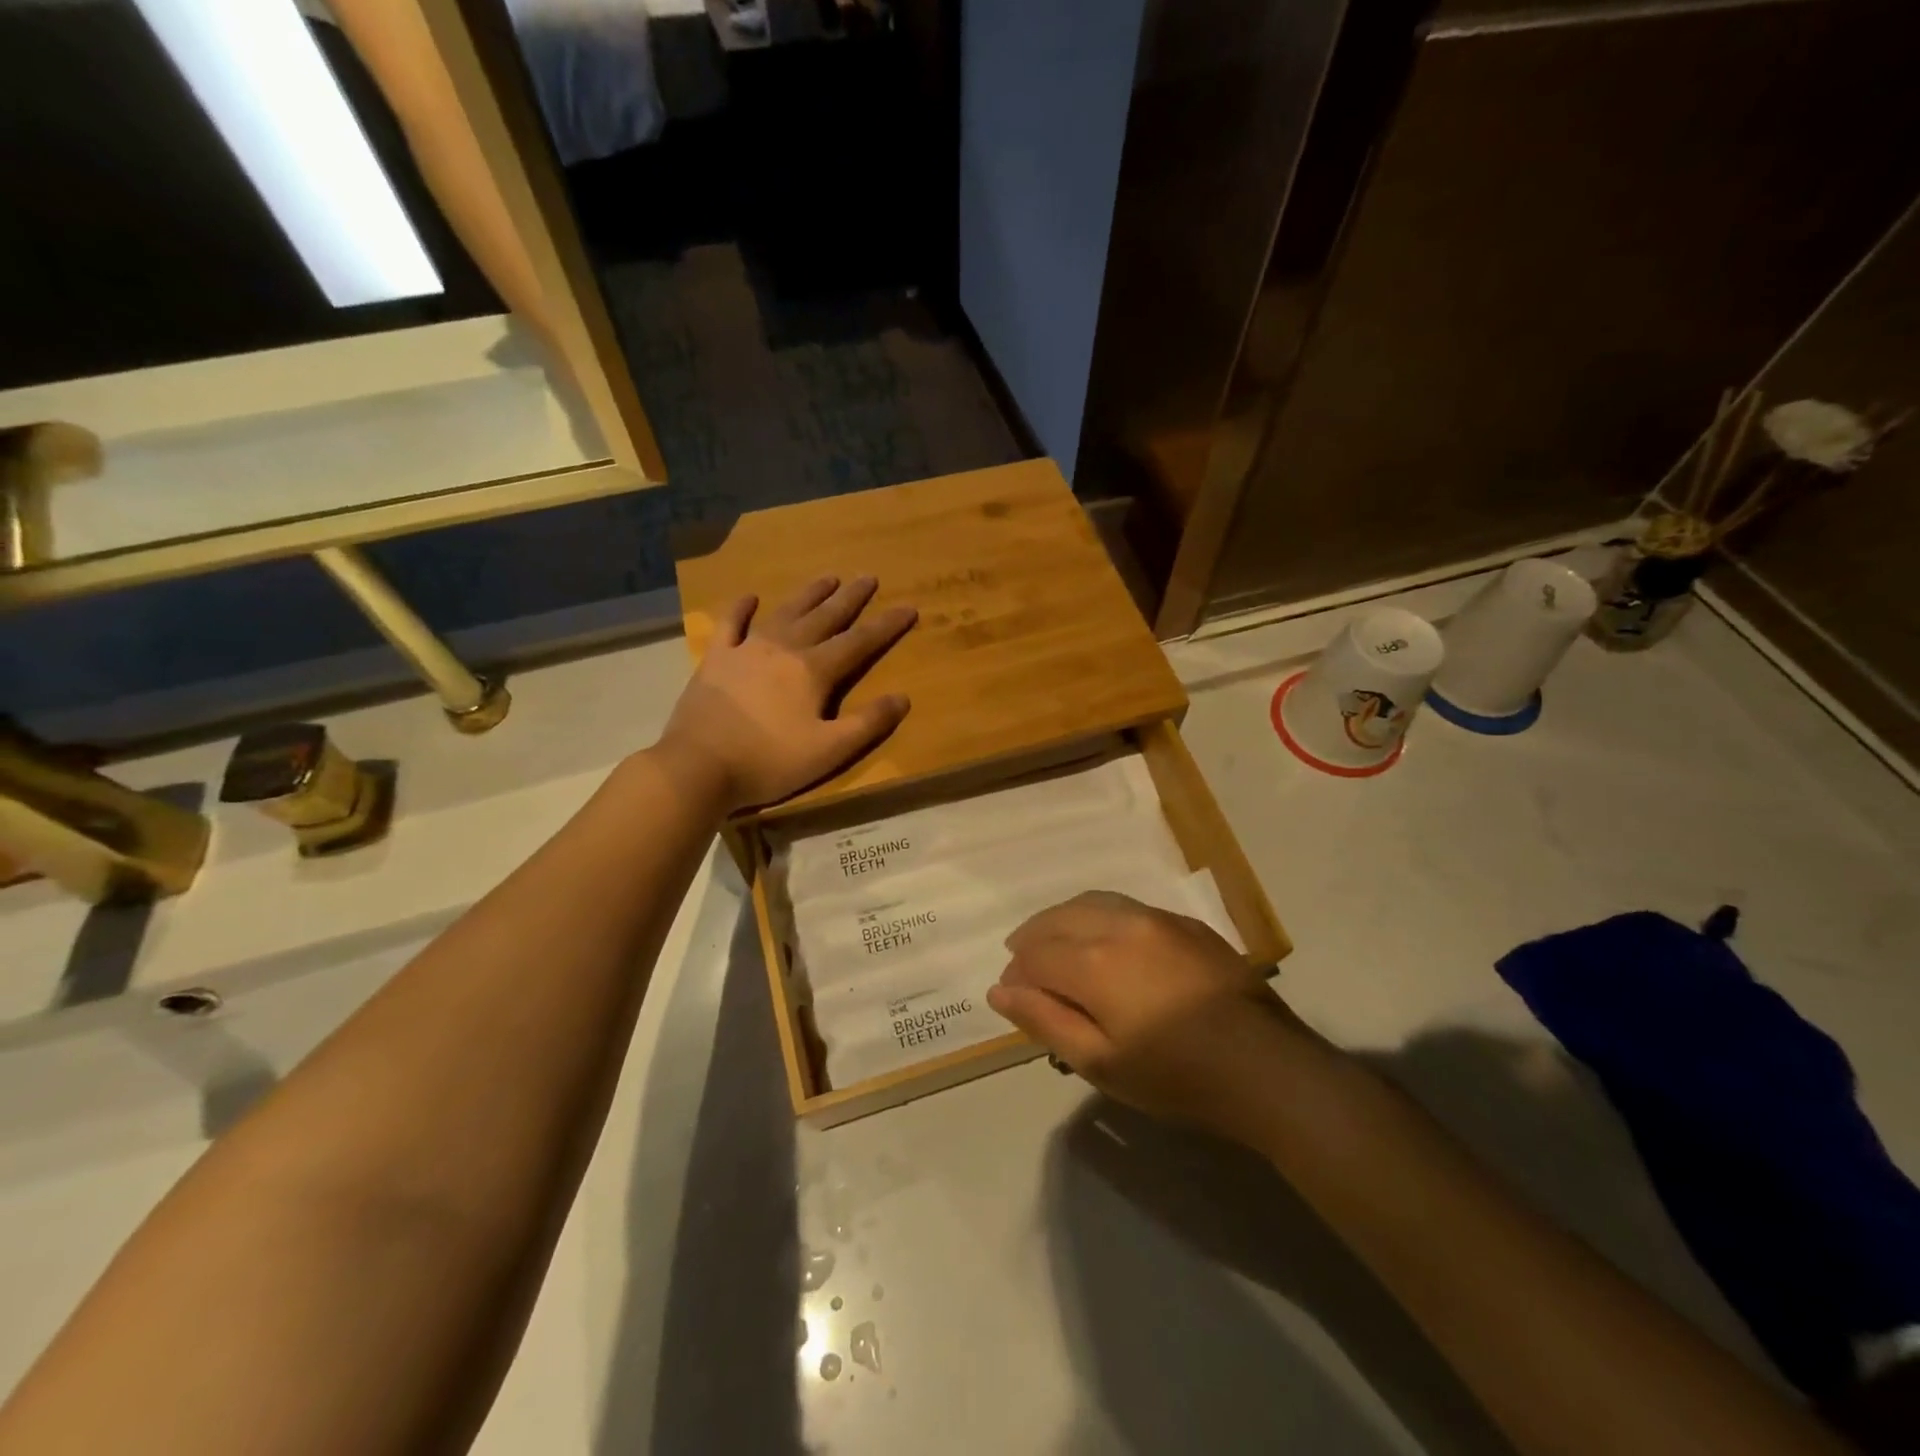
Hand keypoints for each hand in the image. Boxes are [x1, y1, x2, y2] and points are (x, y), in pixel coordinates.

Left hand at [658, 576, 916, 811]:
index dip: (886, 626)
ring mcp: (746, 649)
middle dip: (850, 598)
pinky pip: (731, 624)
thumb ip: (867, 723)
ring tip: (828, 577)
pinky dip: (741, 608)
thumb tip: (903, 698)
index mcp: (814, 671)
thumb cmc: (769, 762)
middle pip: (825, 617)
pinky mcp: (716, 658)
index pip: (859, 642)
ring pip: (785, 612)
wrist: (699, 766)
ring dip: (809, 594)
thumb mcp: (829, 751)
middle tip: (868, 577)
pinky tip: (750, 597)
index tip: (908, 608)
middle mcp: (784, 649)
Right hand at [987, 891, 1309, 1143]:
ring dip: (1063, 919)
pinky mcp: (1185, 924)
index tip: (1011, 992)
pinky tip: (1103, 938)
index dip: (1017, 972)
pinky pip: (1127, 907)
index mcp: (1093, 962)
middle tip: (1021, 960)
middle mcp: (1120, 926)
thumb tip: (1000, 990)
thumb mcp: (1101, 1063)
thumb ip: (1045, 1021)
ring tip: (1054, 942)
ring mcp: (1156, 918)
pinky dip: (1099, 916)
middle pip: (1059, 918)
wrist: (1265, 1066)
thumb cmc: (1176, 1076)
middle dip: (1033, 937)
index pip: (1036, 954)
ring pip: (1093, 903)